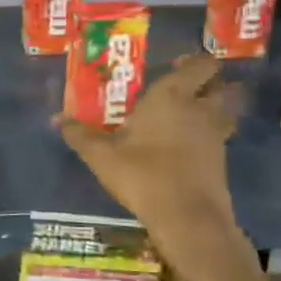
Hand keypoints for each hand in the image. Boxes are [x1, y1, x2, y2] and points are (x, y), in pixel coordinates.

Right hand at [57, 54, 242, 236]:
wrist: (187, 218)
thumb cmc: (143, 175)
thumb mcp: (102, 156)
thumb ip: (80, 135)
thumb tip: (57, 119)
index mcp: (172, 96)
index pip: (200, 65)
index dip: (193, 62)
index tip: (175, 66)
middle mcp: (199, 109)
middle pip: (219, 85)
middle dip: (205, 84)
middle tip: (180, 91)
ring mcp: (215, 135)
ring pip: (223, 111)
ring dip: (212, 109)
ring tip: (186, 117)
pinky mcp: (222, 160)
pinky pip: (218, 137)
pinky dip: (208, 137)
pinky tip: (185, 148)